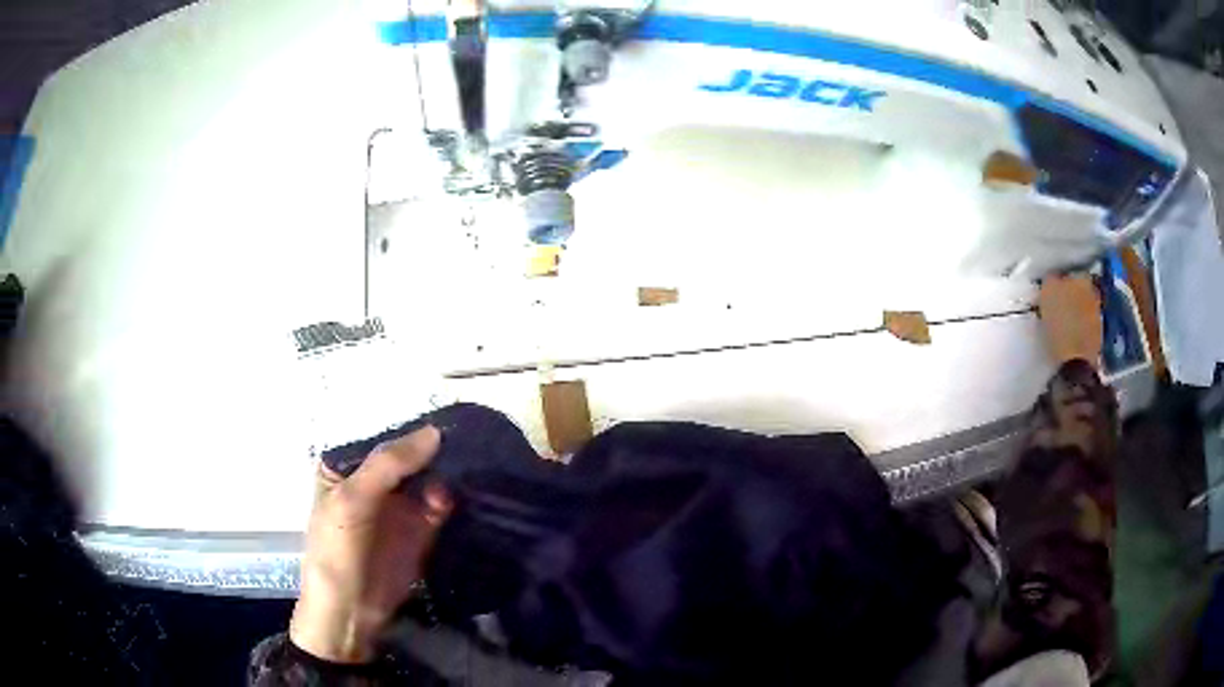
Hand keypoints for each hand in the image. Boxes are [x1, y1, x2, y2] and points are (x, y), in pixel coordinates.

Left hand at [290, 426, 452, 662]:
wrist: (352, 612)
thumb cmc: (337, 550)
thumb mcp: (352, 500)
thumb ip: (389, 464)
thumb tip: (435, 431)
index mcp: (345, 466)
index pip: (381, 438)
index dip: (410, 429)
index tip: (446, 416)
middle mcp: (373, 480)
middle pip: (408, 455)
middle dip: (434, 448)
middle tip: (470, 434)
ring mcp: (398, 504)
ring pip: (427, 476)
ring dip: (447, 469)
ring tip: (474, 459)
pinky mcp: (420, 527)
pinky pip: (439, 502)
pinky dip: (451, 495)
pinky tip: (462, 491)